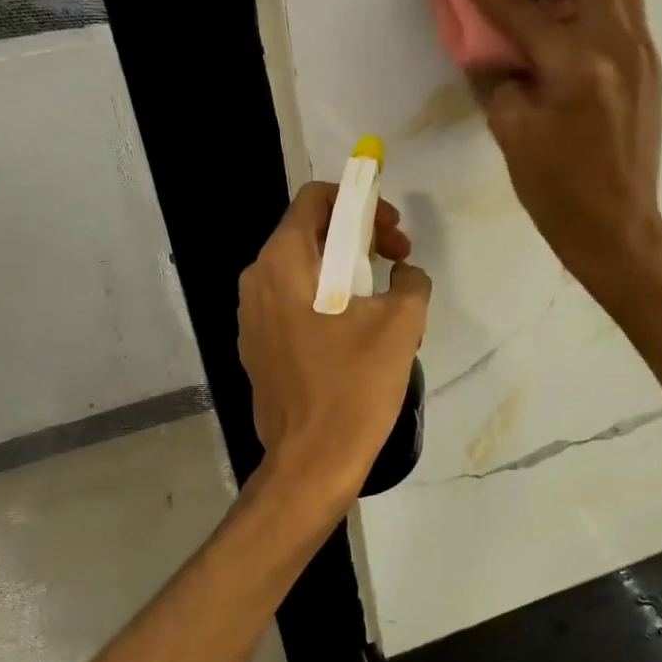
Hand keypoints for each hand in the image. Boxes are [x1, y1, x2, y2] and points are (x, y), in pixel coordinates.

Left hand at [238, 183, 431, 515]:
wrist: (311, 463)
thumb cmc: (353, 387)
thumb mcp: (401, 324)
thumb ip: (410, 281)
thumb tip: (405, 274)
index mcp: (283, 262)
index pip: (316, 199)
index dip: (359, 201)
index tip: (390, 231)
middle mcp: (257, 280)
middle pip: (310, 232)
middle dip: (358, 237)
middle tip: (396, 261)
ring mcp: (251, 317)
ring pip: (303, 270)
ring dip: (345, 270)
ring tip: (383, 300)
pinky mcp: (258, 347)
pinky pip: (294, 303)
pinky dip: (326, 300)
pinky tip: (357, 333)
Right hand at [451, 0, 661, 287]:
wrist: (618, 227)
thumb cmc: (558, 192)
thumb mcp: (512, 135)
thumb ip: (497, 79)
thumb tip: (491, 49)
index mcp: (574, 64)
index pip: (519, 2)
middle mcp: (616, 42)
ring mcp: (641, 50)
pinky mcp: (651, 63)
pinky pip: (625, 5)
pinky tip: (568, 29)